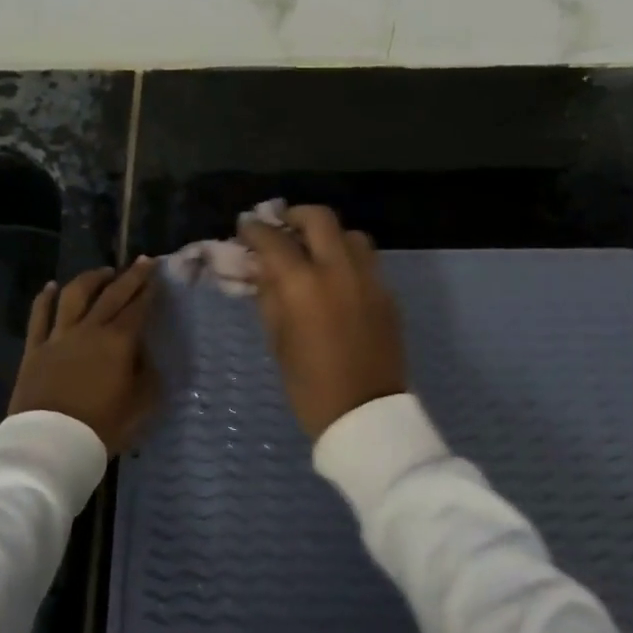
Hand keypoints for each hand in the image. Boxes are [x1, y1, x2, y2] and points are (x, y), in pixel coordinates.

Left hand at [8, 257, 159, 455]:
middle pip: (112, 294)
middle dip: (130, 275)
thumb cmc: (102, 427)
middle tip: (142, 261)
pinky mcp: (35, 349)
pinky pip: (39, 316)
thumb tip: (148, 358)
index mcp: (119, 342)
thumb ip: (148, 377)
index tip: (157, 272)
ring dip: (91, 279)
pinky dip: (45, 298)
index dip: (149, 288)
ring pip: (75, 296)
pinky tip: (51, 286)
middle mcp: (90, 330)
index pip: (138, 307)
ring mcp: (59, 336)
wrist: (51, 444)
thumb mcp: (141, 407)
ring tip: (103, 271)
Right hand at [240, 206, 406, 439]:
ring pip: (350, 234)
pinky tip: (335, 278)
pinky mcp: (387, 293)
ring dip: (327, 235)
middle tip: (281, 228)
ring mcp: (369, 278)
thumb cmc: (310, 385)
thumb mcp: (278, 340)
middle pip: (319, 218)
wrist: (366, 416)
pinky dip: (346, 257)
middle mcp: (339, 270)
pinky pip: (366, 260)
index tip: (245, 227)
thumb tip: (261, 267)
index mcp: (304, 285)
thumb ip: (268, 295)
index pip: (274, 240)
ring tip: (313, 252)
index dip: (255, 229)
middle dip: (295, 216)